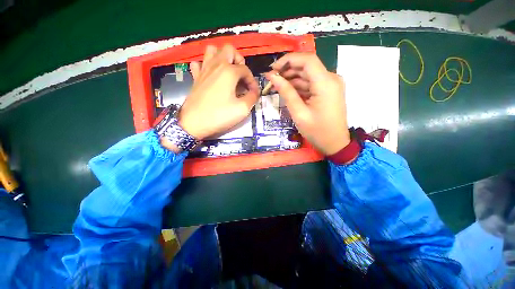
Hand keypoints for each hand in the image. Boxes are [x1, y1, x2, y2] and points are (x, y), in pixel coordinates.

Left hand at [177, 45, 259, 139]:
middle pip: (229, 49)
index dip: (252, 81)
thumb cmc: (219, 116)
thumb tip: (255, 92)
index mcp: (229, 71)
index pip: (246, 70)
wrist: (193, 123)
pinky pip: (199, 63)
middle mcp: (216, 65)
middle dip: (239, 60)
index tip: (254, 93)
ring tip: (228, 72)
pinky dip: (206, 66)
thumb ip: (252, 97)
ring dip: (222, 58)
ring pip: (212, 50)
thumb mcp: (242, 109)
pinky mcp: (196, 77)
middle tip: (241, 76)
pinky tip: (211, 76)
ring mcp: (203, 69)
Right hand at [266, 53, 349, 155]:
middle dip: (287, 70)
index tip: (273, 69)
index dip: (288, 60)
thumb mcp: (299, 113)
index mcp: (325, 83)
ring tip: (277, 86)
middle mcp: (331, 78)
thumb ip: (286, 92)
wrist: (335, 143)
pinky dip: (299, 86)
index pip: (307, 60)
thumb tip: (272, 76)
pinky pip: (311, 83)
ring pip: (308, 75)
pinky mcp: (328, 90)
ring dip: (292, 79)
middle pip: (307, 66)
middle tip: (272, 80)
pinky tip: (288, 91)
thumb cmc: (317, 131)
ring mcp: (330, 84)